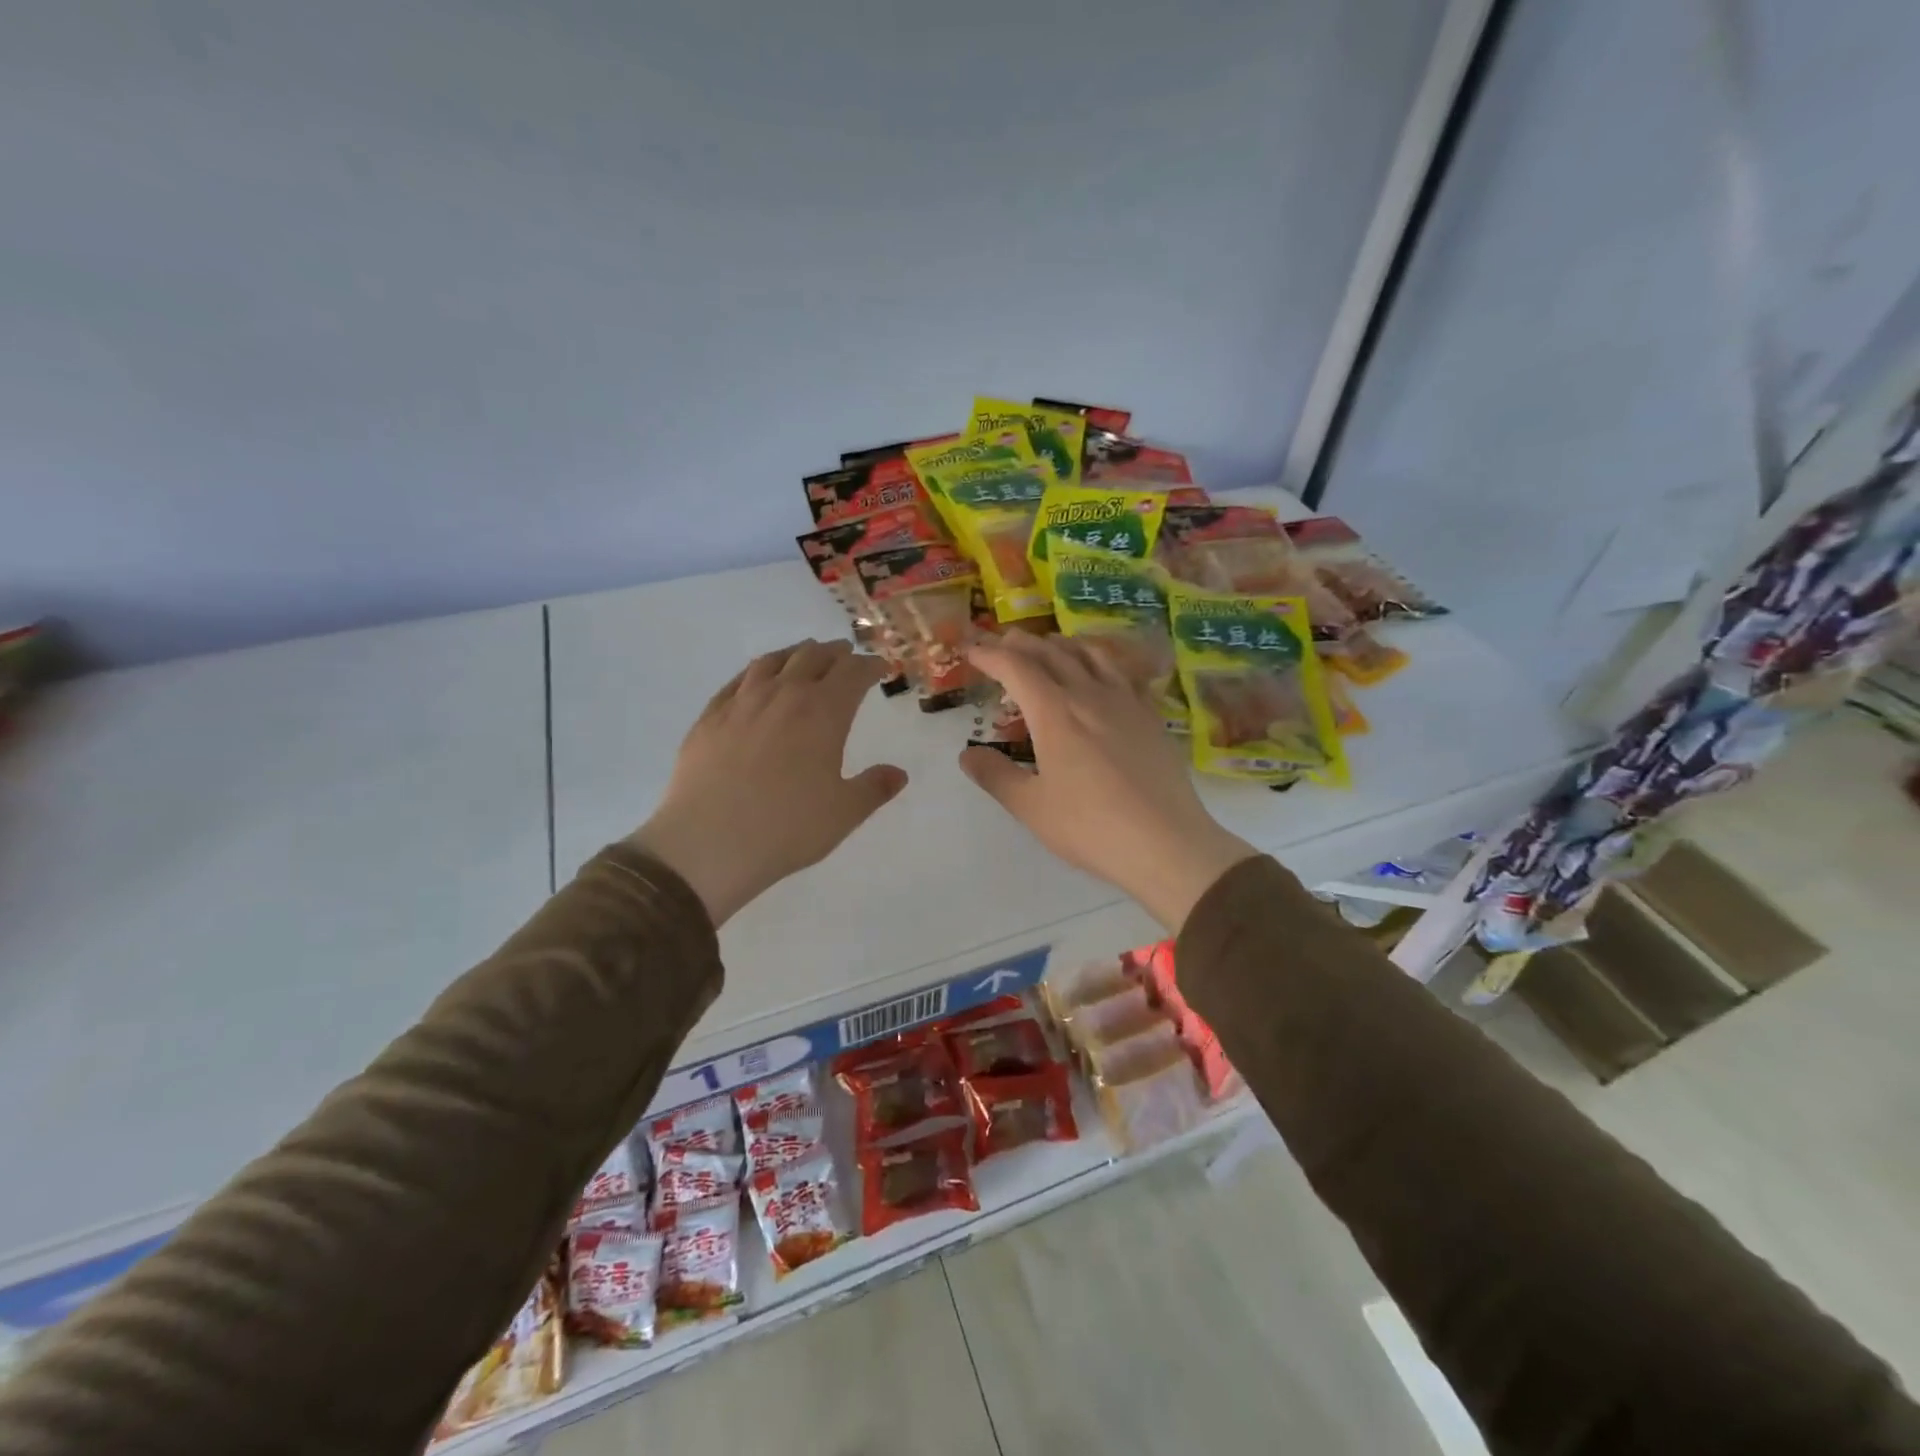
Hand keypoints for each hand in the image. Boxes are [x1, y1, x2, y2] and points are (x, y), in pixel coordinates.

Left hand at [630, 640, 906, 925]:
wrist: (707, 844)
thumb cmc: (786, 828)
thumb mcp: (843, 814)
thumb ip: (873, 789)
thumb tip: (898, 774)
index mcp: (823, 712)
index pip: (853, 673)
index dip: (870, 666)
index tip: (880, 667)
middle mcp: (784, 694)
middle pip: (813, 657)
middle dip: (836, 654)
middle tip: (846, 656)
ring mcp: (742, 702)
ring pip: (774, 661)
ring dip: (796, 654)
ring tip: (805, 656)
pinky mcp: (710, 716)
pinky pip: (738, 679)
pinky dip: (758, 670)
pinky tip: (757, 679)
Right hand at [958, 635, 1256, 931]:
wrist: (1166, 842)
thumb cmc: (1091, 827)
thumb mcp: (1031, 808)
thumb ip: (996, 776)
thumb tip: (967, 755)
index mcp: (1054, 713)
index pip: (1016, 667)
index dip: (990, 654)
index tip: (972, 651)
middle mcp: (1089, 695)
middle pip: (1052, 653)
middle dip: (1023, 644)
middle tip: (1003, 643)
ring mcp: (1126, 702)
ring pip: (1091, 654)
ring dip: (1063, 644)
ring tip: (1050, 647)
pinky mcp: (1151, 716)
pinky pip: (1122, 672)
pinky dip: (1101, 660)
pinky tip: (1102, 673)